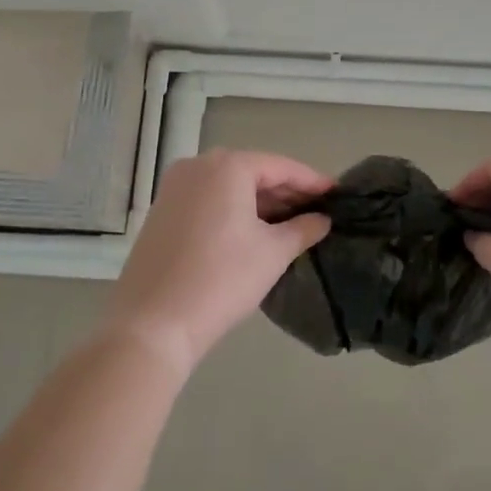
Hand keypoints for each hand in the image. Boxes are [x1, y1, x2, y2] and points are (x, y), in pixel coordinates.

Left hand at [104, 149, 333, 373]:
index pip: (280, 167)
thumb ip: (303, 229)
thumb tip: (322, 220)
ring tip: (291, 224)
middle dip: (285, 192)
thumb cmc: (222, 279)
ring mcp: (174, 189)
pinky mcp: (161, 212)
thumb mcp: (272, 253)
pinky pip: (208, 201)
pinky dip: (233, 210)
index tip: (337, 194)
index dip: (311, 181)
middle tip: (317, 211)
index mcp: (227, 167)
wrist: (153, 324)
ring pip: (228, 187)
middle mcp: (197, 166)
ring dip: (259, 202)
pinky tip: (253, 232)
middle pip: (252, 173)